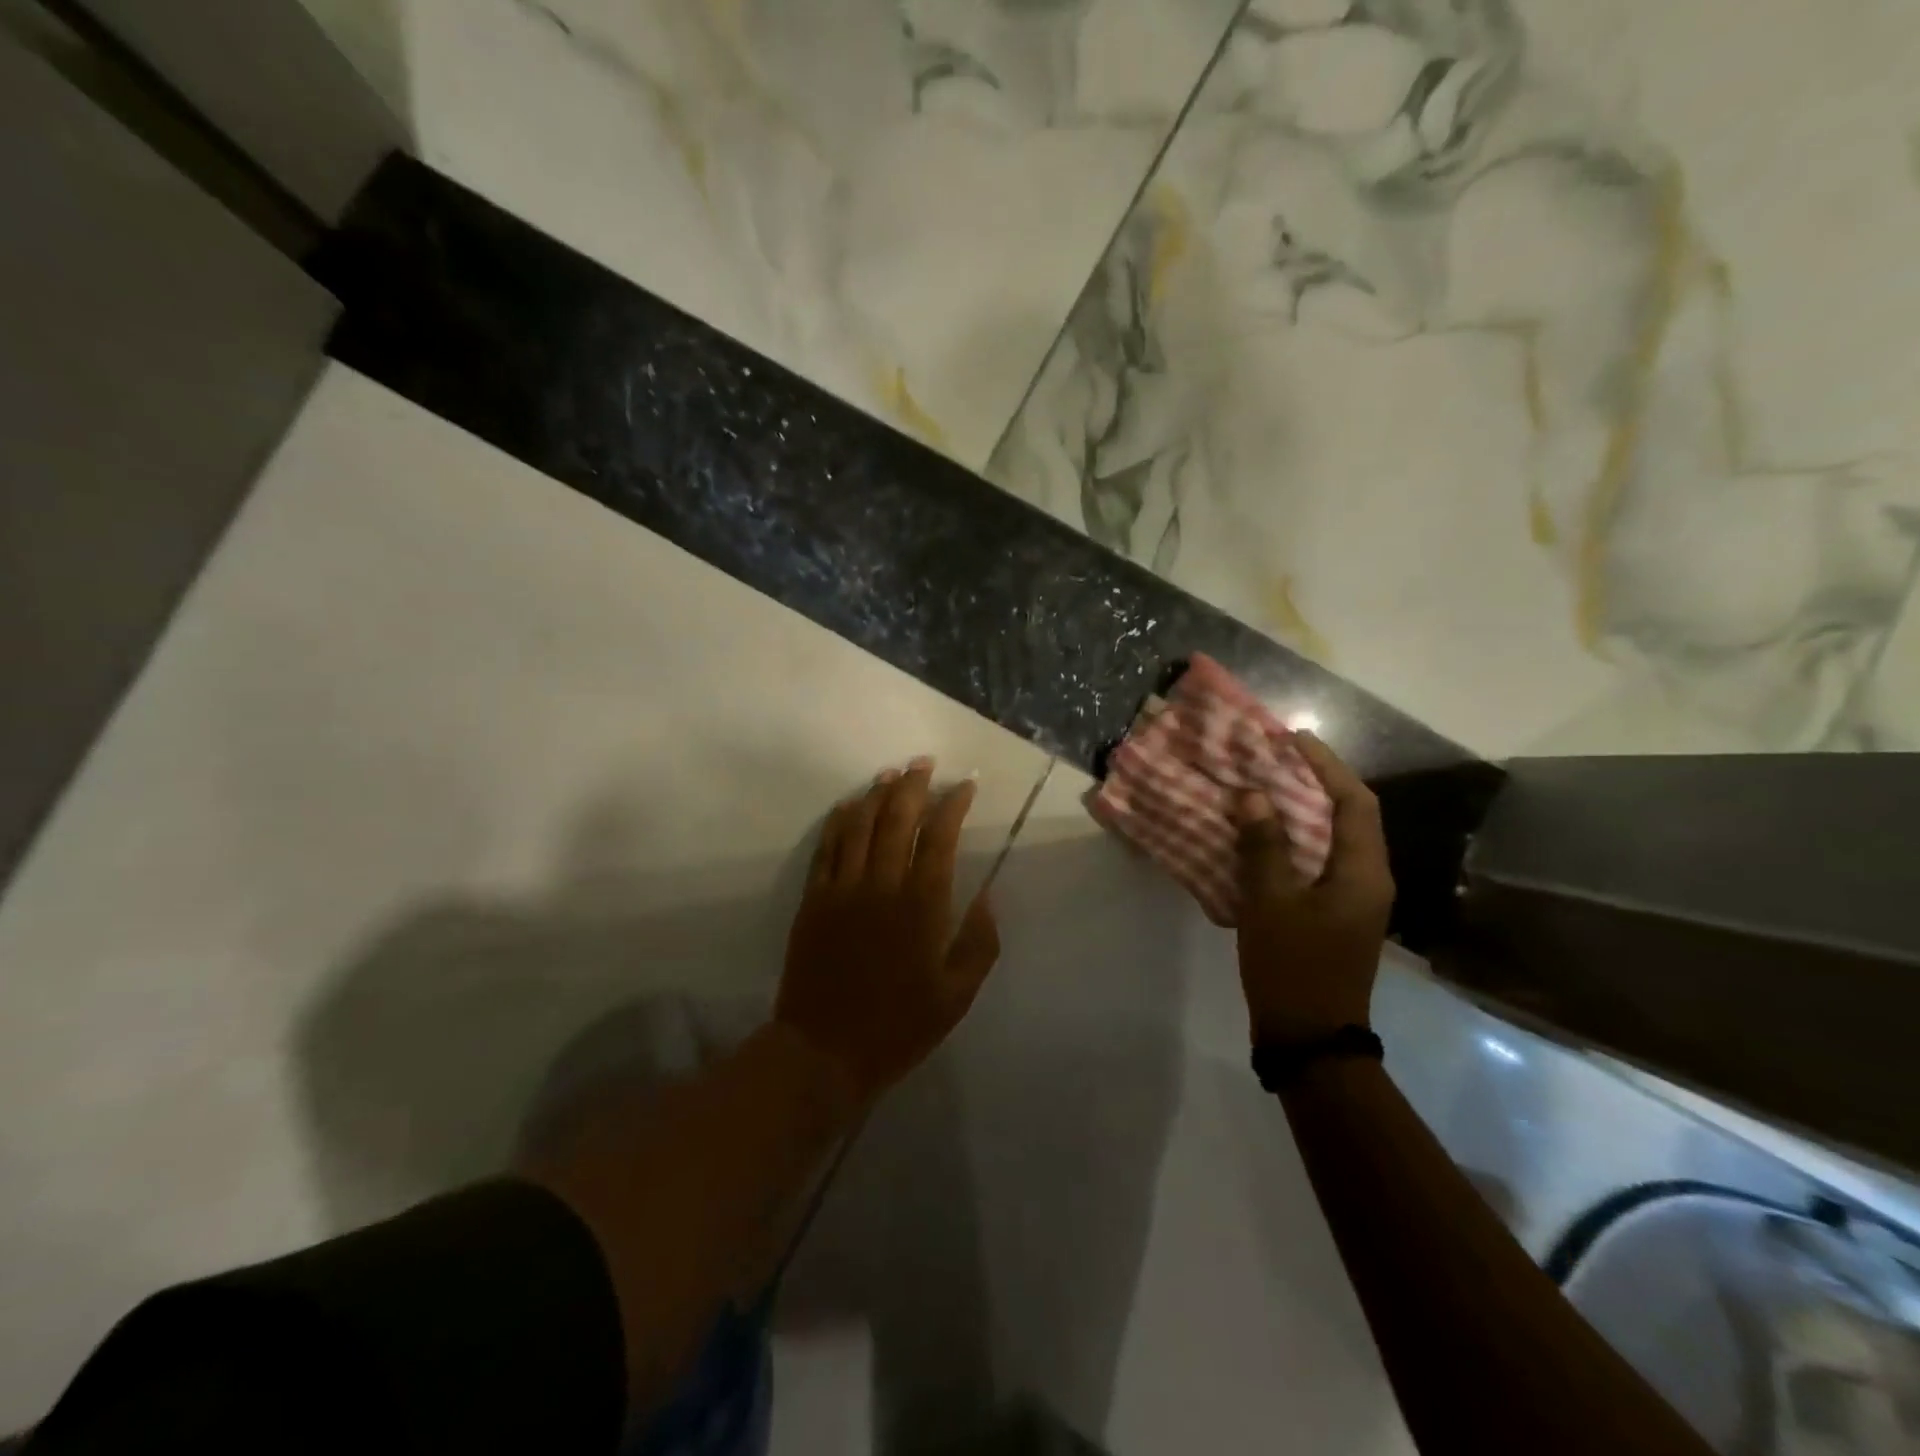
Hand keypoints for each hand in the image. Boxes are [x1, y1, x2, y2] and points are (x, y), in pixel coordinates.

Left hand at [776, 758, 1000, 1103]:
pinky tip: (847, 806)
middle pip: (897, 819)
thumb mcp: (957, 996)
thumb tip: (989, 897)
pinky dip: (838, 822)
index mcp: (922, 905)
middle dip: (912, 785)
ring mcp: (843, 889)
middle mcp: (882, 885)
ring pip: (860, 825)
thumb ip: (979, 943)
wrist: (824, 1051)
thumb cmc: (899, 1026)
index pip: (940, 837)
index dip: (953, 805)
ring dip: (875, 794)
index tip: (964, 785)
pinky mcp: (814, 900)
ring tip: (889, 774)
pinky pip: (827, 848)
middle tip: (923, 763)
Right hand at [1234, 733, 1393, 1043]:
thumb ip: (1264, 846)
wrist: (1309, 1037)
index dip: (1327, 766)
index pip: (1355, 802)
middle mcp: (1368, 879)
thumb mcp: (1271, 903)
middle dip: (1316, 782)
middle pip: (1350, 816)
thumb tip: (1254, 795)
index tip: (1293, 739)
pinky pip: (1318, 861)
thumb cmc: (1293, 966)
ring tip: (1266, 786)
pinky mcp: (1335, 914)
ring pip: (1333, 839)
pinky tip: (1263, 836)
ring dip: (1303, 810)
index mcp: (1363, 872)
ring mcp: (1354, 899)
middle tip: (1275, 758)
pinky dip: (1295, 839)